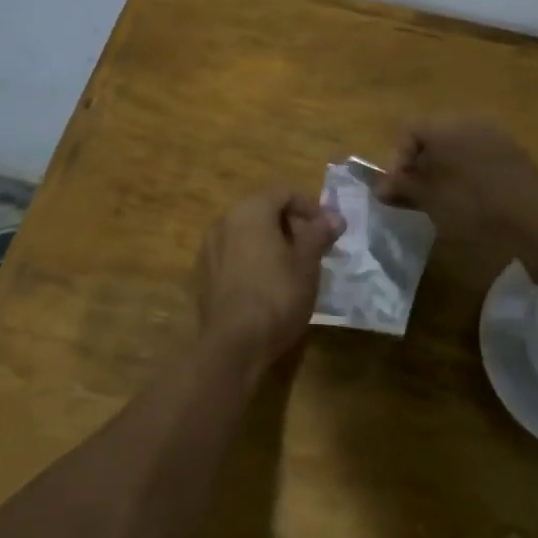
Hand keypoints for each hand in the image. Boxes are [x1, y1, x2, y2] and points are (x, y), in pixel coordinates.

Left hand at [194, 188, 342, 369]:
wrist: (233, 344)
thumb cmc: (277, 295)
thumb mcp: (307, 263)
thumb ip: (319, 234)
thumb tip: (334, 216)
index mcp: (250, 210)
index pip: (284, 193)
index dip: (310, 207)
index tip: (328, 230)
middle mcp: (223, 221)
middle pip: (263, 210)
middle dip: (291, 225)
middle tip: (314, 249)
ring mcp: (208, 248)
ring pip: (246, 234)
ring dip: (271, 243)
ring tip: (293, 268)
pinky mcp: (203, 274)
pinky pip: (233, 255)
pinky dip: (252, 260)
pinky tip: (267, 285)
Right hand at [377, 118, 537, 242]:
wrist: (534, 214)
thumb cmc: (471, 202)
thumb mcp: (429, 198)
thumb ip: (403, 188)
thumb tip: (382, 188)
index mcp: (444, 125)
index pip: (408, 131)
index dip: (396, 160)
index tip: (395, 189)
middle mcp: (468, 121)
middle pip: (432, 137)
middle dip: (419, 165)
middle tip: (414, 195)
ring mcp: (494, 135)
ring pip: (456, 148)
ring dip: (442, 170)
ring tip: (439, 200)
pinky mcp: (513, 154)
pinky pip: (477, 157)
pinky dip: (465, 173)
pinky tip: (468, 200)